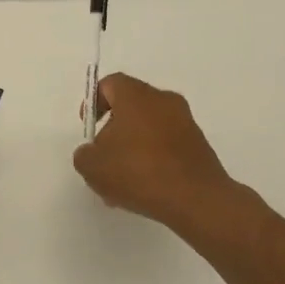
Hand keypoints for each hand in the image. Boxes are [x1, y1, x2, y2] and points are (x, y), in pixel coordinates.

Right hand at [73, 73, 249, 236]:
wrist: (196, 200)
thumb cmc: (138, 172)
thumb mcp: (93, 166)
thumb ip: (85, 154)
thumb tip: (94, 152)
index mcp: (136, 96)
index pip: (110, 84)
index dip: (94, 102)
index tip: (89, 127)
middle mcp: (163, 101)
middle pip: (131, 106)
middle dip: (114, 130)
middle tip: (104, 158)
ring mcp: (186, 123)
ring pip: (150, 128)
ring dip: (134, 149)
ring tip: (122, 183)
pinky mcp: (199, 145)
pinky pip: (168, 145)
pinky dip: (154, 160)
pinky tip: (145, 189)